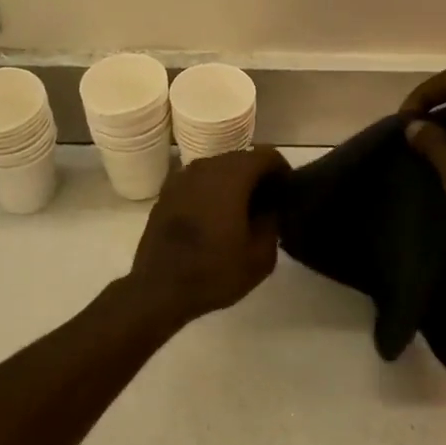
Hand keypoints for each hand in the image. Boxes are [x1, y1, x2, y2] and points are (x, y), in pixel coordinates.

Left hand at [127, 147, 289, 321]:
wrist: (158, 289)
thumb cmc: (214, 272)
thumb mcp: (260, 256)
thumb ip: (272, 222)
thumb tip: (271, 206)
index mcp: (231, 176)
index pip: (267, 155)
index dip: (282, 171)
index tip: (287, 194)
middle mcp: (205, 167)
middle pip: (242, 158)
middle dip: (258, 176)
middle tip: (269, 205)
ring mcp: (181, 178)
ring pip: (218, 168)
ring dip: (235, 183)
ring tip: (243, 212)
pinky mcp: (167, 192)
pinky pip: (199, 181)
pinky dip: (212, 191)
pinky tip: (216, 218)